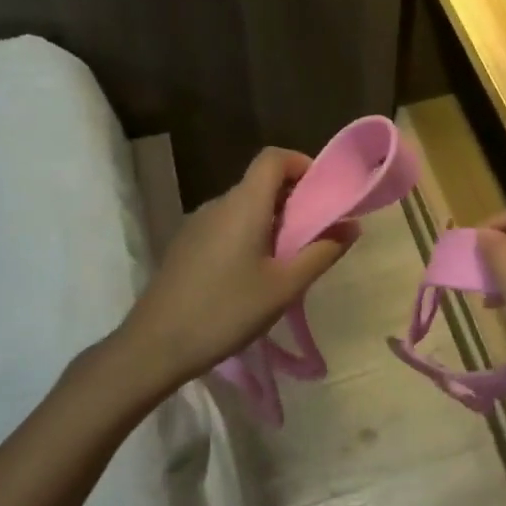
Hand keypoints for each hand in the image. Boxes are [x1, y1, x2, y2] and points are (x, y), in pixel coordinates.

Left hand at [111, 147, 358, 383]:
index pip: (273, 158)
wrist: (154, 346)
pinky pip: (226, 226)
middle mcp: (218, 204)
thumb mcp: (284, 287)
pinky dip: (249, 235)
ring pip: (244, 207)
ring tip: (287, 262)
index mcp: (243, 205)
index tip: (323, 193)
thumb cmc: (226, 311)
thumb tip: (351, 226)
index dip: (302, 164)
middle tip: (315, 237)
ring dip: (272, 222)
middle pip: (261, 183)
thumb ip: (322, 253)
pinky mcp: (185, 245)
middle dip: (294, 200)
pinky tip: (252, 277)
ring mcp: (197, 224)